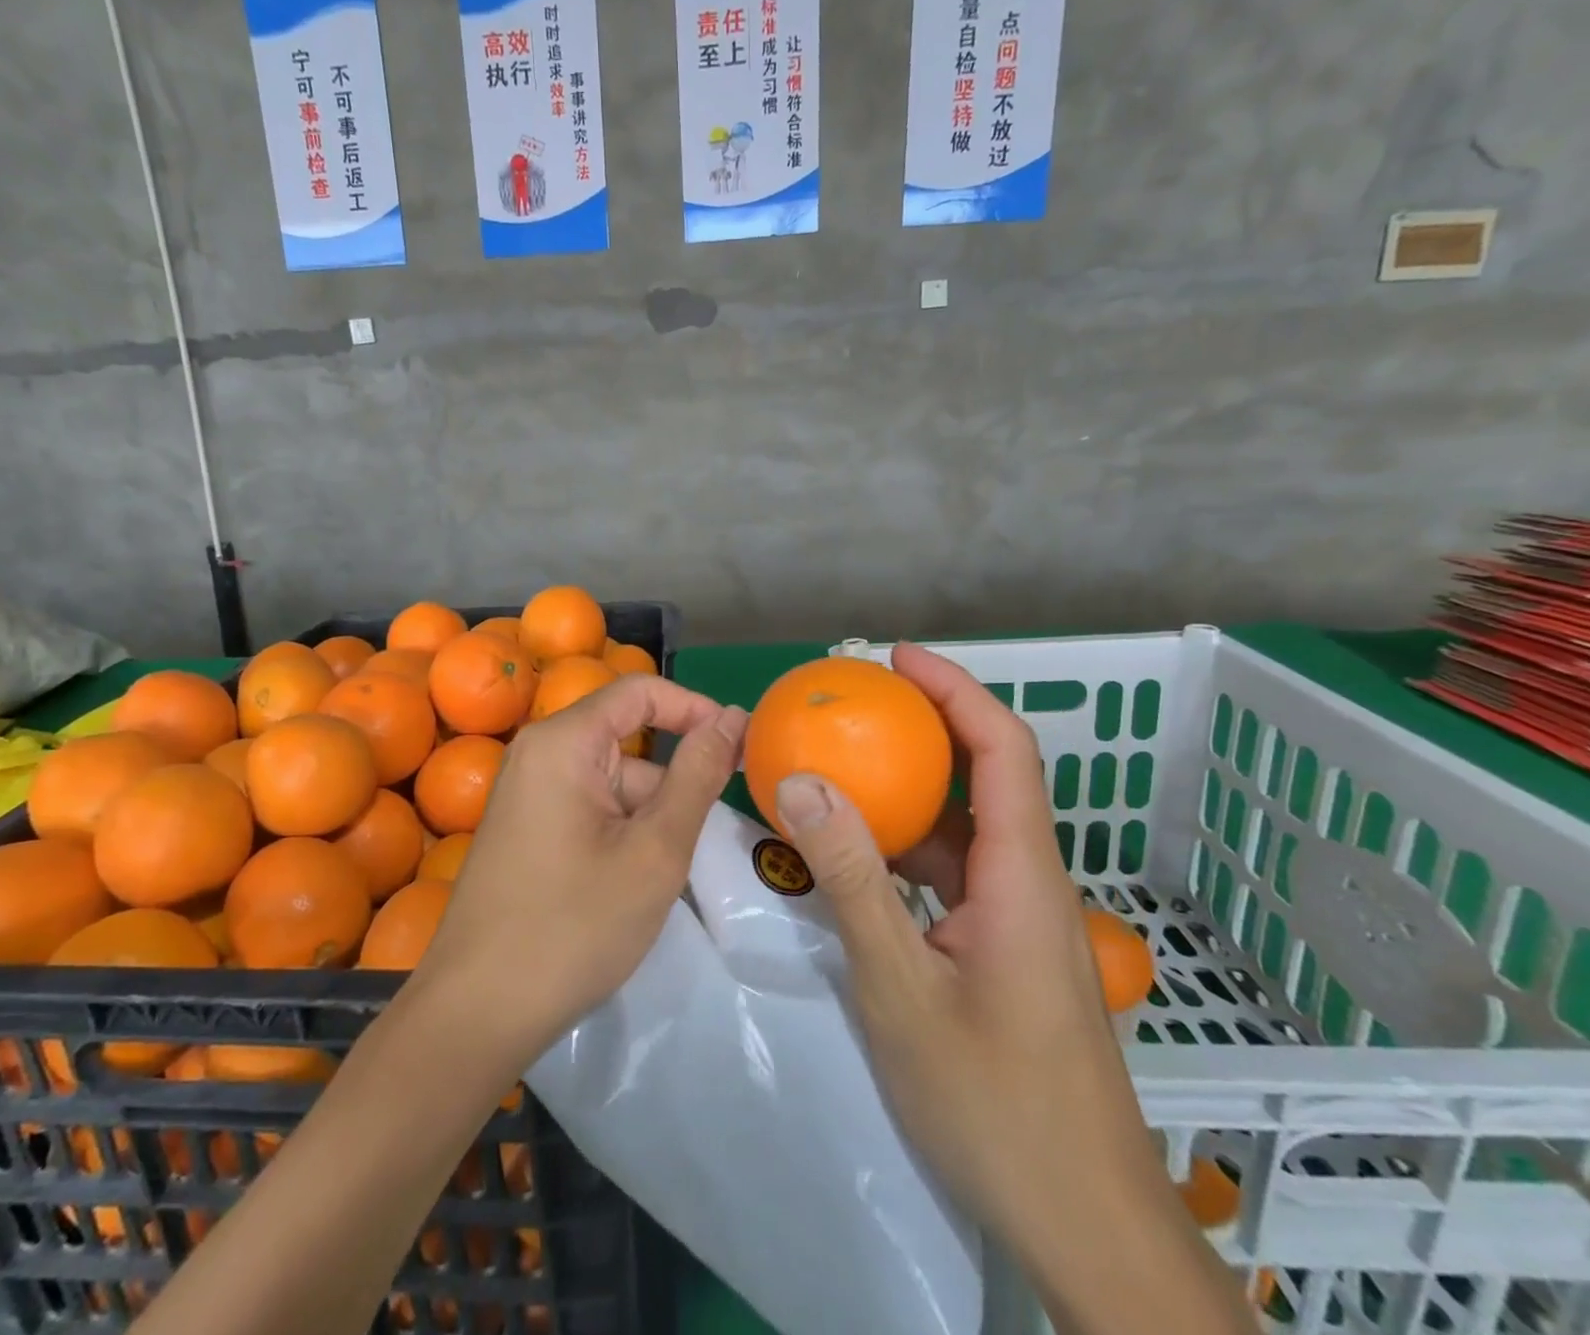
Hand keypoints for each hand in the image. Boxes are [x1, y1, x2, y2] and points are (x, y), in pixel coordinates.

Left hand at [416, 674, 747, 1060]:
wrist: (477, 1011)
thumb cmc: (574, 926)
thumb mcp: (655, 850)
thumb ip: (697, 775)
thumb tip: (731, 718)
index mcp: (563, 741)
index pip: (640, 692)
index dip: (695, 710)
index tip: (740, 748)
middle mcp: (537, 752)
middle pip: (625, 741)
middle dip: (670, 783)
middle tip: (695, 843)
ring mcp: (525, 791)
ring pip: (610, 782)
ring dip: (646, 817)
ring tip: (656, 881)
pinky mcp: (523, 826)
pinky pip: (586, 807)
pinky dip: (619, 832)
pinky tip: (625, 887)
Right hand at [776, 644, 1251, 1332]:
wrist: (1084, 1226)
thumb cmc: (995, 1104)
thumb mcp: (900, 987)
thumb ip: (851, 879)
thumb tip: (802, 783)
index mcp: (1021, 875)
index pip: (1003, 749)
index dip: (956, 689)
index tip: (897, 659)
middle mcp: (1029, 882)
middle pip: (988, 776)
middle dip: (927, 727)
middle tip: (853, 708)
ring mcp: (1019, 919)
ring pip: (966, 828)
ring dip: (910, 792)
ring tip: (841, 770)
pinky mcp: (1004, 950)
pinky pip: (954, 873)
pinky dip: (907, 847)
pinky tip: (857, 856)